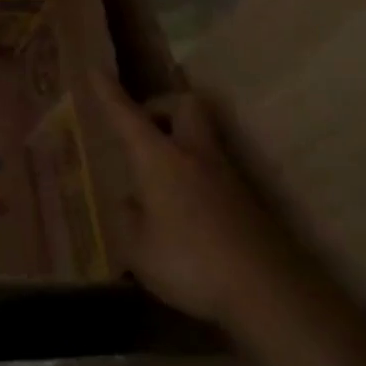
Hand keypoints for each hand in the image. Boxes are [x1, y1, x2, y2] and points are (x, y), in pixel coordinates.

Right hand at [92, 72, 301, 330]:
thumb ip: (129, 218)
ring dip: (178, 142)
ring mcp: (227, 178)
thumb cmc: (189, 262)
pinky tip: (180, 210)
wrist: (270, 294)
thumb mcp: (137, 247)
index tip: (94, 70)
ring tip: (154, 175)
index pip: (128, 116)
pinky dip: (193, 175)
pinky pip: (213, 171)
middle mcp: (195, 157)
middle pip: (185, 106)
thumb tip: (133, 202)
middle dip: (161, 106)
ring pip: (202, 138)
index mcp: (160, 160)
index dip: (109, 93)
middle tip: (141, 127)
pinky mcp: (247, 202)